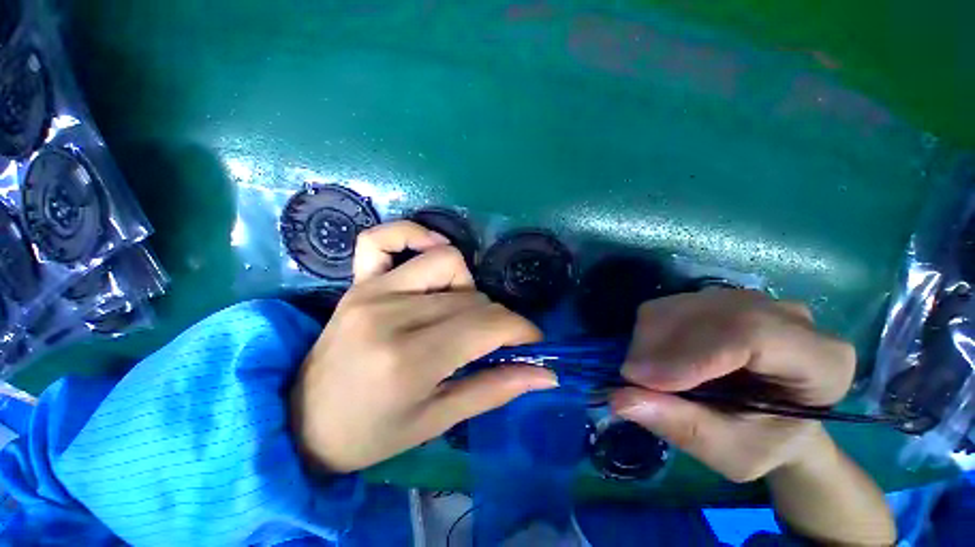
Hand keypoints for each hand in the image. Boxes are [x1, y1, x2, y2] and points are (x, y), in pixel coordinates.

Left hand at [291, 221, 557, 472]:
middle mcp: (391, 315)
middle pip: (471, 297)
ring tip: (460, 313)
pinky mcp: (357, 283)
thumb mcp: (437, 422)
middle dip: (497, 320)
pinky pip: (382, 238)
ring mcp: (371, 291)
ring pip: (446, 263)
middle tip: (496, 344)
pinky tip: (431, 250)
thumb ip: (494, 390)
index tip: (533, 343)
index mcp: (409, 360)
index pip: (487, 325)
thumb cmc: (370, 434)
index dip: (521, 330)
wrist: (302, 424)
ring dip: (467, 287)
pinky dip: (414, 235)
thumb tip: (546, 376)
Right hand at [611, 289, 854, 482]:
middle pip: (708, 314)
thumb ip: (683, 427)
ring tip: (645, 375)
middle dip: (657, 347)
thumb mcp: (732, 452)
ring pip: (680, 306)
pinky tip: (653, 358)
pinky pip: (668, 306)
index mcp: (821, 359)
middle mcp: (788, 316)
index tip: (641, 379)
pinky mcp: (715, 299)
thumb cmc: (764, 441)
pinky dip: (648, 332)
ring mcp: (749, 301)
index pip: (752, 334)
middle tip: (631, 379)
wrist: (775, 417)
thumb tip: (619, 399)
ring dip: (647, 339)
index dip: (691, 354)